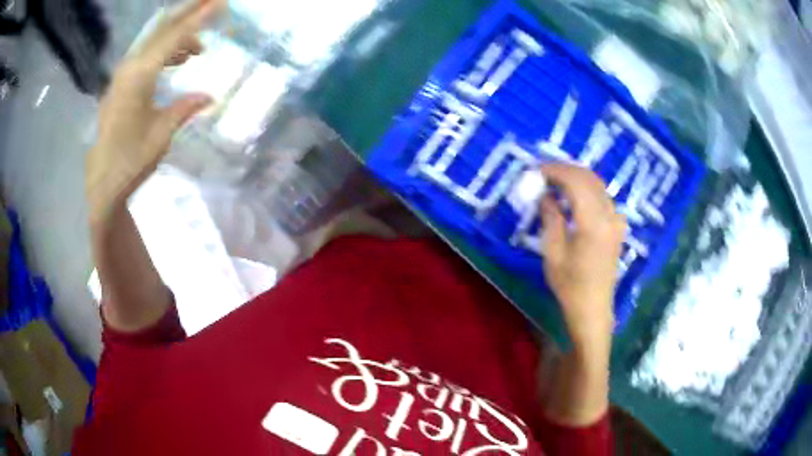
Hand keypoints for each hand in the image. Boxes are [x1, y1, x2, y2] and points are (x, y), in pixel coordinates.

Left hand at [86, 0, 224, 223]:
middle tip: (212, 1)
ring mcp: (123, 74)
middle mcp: (130, 67)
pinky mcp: (121, 84)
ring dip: (179, 37)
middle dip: (189, 12)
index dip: (199, 17)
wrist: (100, 182)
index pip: (174, 36)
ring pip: (155, 41)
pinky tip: (177, 61)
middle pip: (162, 28)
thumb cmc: (129, 160)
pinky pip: (148, 55)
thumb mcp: (161, 135)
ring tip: (199, 49)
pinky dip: (166, 51)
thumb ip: (184, 108)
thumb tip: (209, 96)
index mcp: (140, 75)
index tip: (220, 2)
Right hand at [540, 164, 625, 355]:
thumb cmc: (570, 285)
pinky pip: (603, 197)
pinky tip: (573, 197)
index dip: (555, 170)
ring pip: (597, 185)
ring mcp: (617, 220)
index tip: (536, 170)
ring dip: (576, 178)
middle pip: (589, 178)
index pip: (575, 181)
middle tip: (543, 173)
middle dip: (565, 170)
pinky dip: (586, 190)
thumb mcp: (553, 252)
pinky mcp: (617, 226)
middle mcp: (609, 215)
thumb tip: (545, 194)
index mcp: (593, 222)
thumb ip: (551, 217)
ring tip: (554, 182)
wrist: (593, 308)